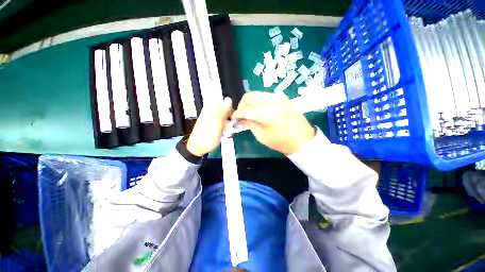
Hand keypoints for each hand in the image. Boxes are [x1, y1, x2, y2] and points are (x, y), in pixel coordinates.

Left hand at [186, 97, 232, 156]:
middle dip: (230, 119)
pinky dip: (225, 128)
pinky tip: (224, 133)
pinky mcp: (213, 125)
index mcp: (211, 109)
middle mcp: (211, 112)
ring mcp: (212, 119)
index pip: (226, 104)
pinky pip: (222, 123)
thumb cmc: (207, 136)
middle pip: (226, 111)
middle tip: (229, 128)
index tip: (233, 120)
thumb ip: (223, 111)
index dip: (232, 111)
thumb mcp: (217, 123)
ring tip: (226, 132)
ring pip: (225, 118)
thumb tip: (229, 99)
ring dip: (228, 125)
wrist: (198, 148)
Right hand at [231, 92, 314, 154]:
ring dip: (249, 102)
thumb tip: (241, 118)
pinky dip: (257, 101)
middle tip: (241, 114)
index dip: (237, 113)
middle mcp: (273, 102)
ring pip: (256, 94)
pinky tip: (258, 110)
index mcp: (268, 114)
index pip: (246, 110)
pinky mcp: (282, 98)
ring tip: (249, 112)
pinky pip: (264, 96)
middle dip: (242, 105)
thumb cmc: (282, 142)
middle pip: (249, 96)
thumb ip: (250, 124)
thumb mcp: (262, 137)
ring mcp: (279, 98)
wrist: (303, 140)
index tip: (233, 118)